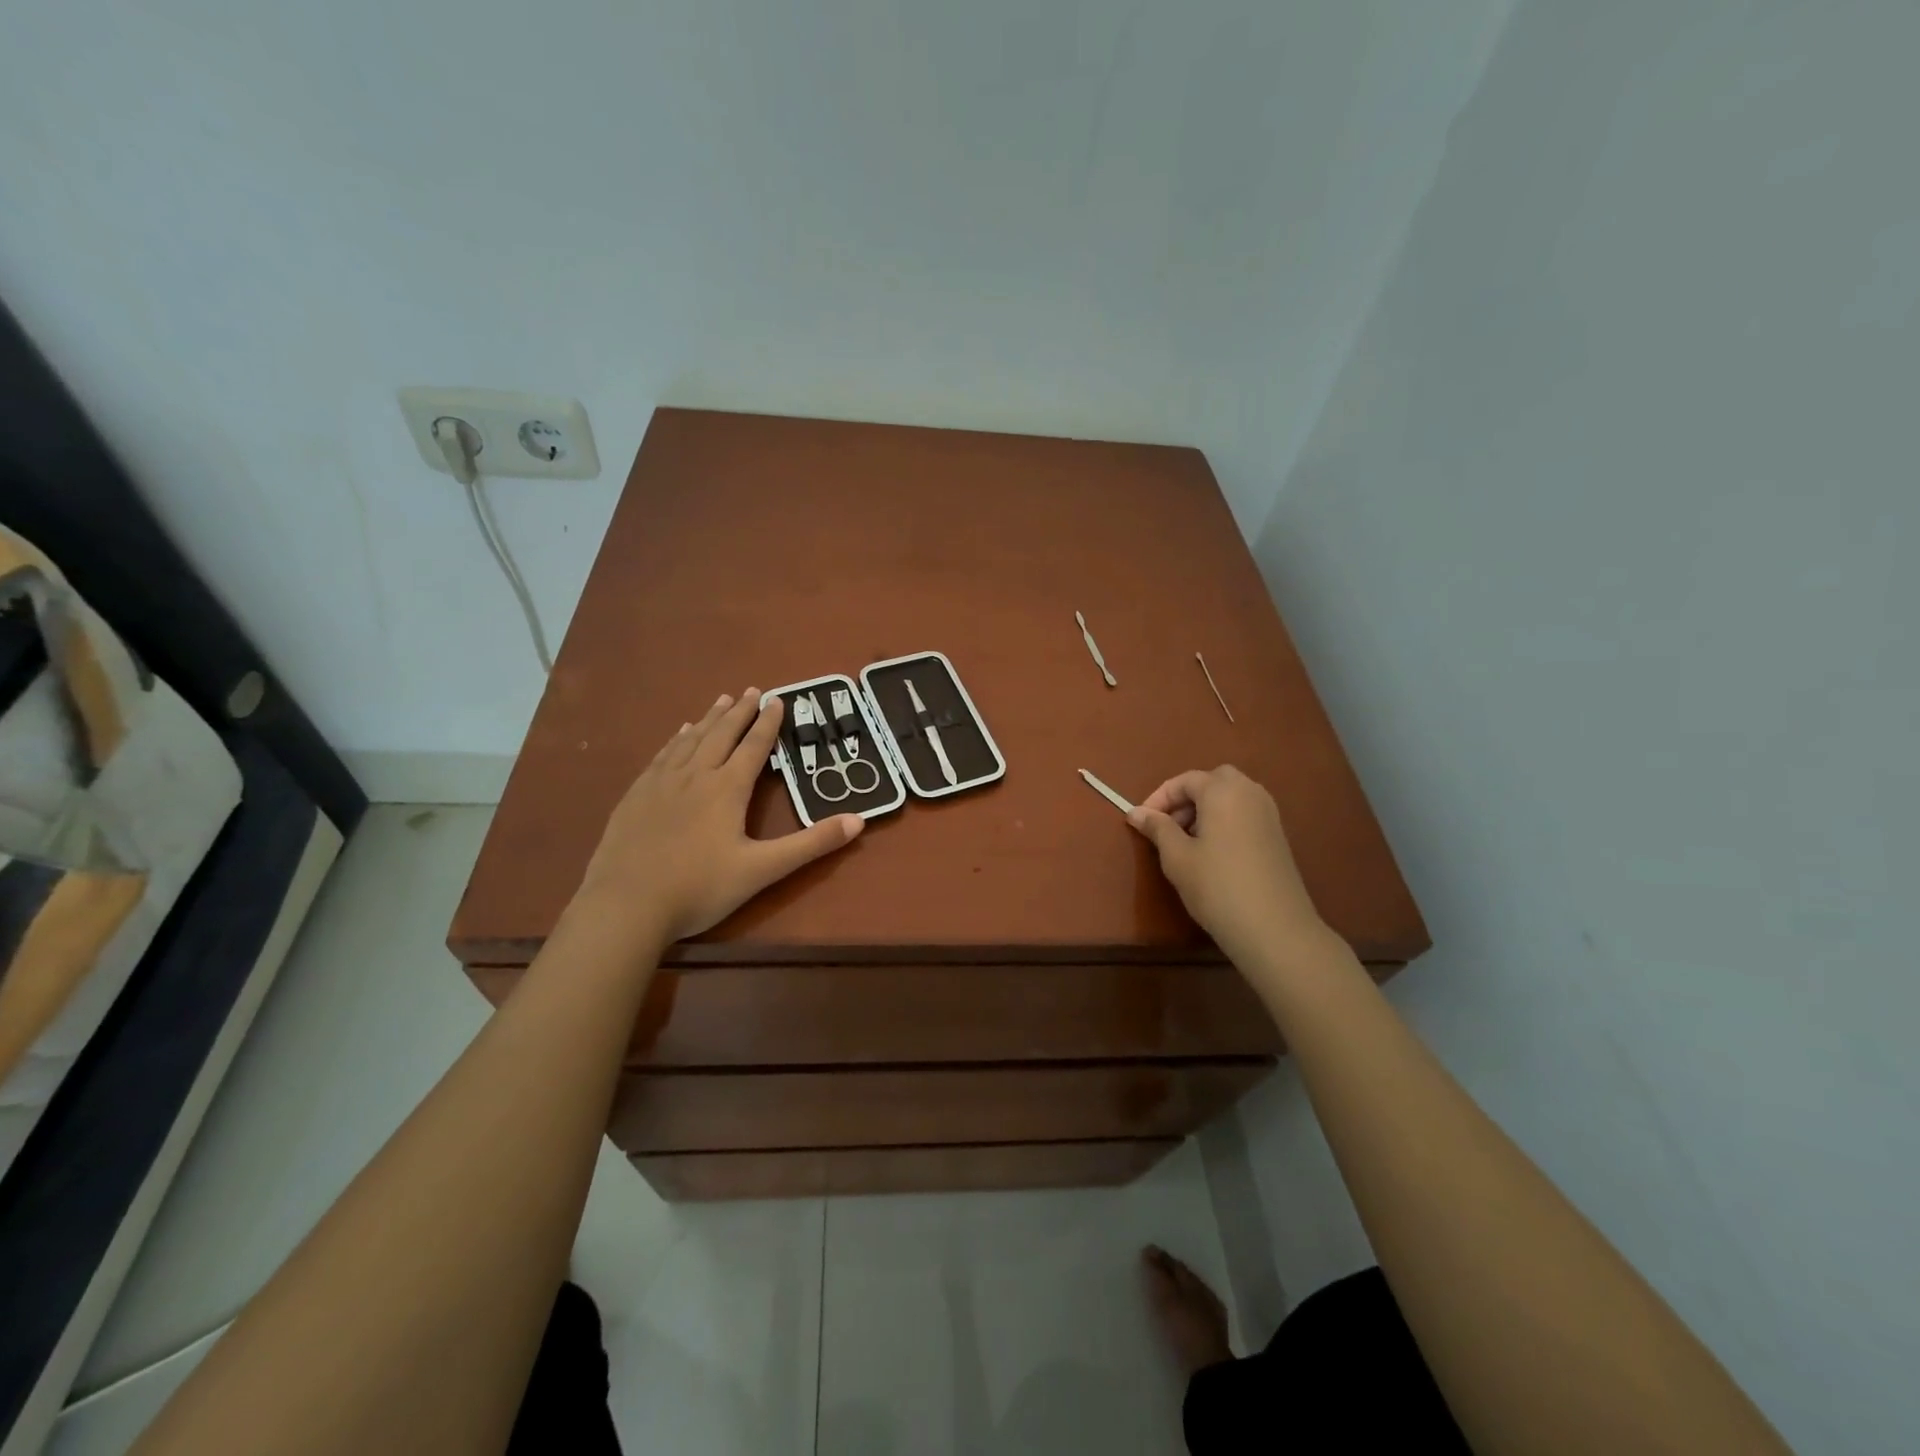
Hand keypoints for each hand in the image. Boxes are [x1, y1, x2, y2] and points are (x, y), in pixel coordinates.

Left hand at [571, 690, 864, 947]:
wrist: (625, 905)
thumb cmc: (699, 888)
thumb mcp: (763, 870)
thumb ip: (811, 844)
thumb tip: (859, 821)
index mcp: (727, 789)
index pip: (753, 747)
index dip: (768, 723)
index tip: (778, 699)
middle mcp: (695, 776)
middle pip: (721, 735)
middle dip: (739, 712)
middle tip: (752, 690)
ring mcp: (661, 784)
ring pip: (690, 740)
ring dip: (709, 719)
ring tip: (720, 700)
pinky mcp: (636, 796)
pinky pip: (662, 756)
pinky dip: (676, 739)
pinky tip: (678, 735)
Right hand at [1127, 766, 1332, 968]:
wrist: (1274, 928)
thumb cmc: (1217, 886)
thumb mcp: (1177, 857)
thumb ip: (1157, 828)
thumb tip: (1135, 812)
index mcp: (1223, 791)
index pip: (1184, 780)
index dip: (1159, 798)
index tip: (1141, 821)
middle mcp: (1249, 792)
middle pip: (1212, 781)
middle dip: (1186, 798)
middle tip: (1168, 826)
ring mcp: (1268, 814)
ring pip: (1230, 796)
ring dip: (1205, 809)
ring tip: (1187, 841)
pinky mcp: (1277, 835)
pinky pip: (1244, 813)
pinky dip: (1224, 820)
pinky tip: (1213, 853)